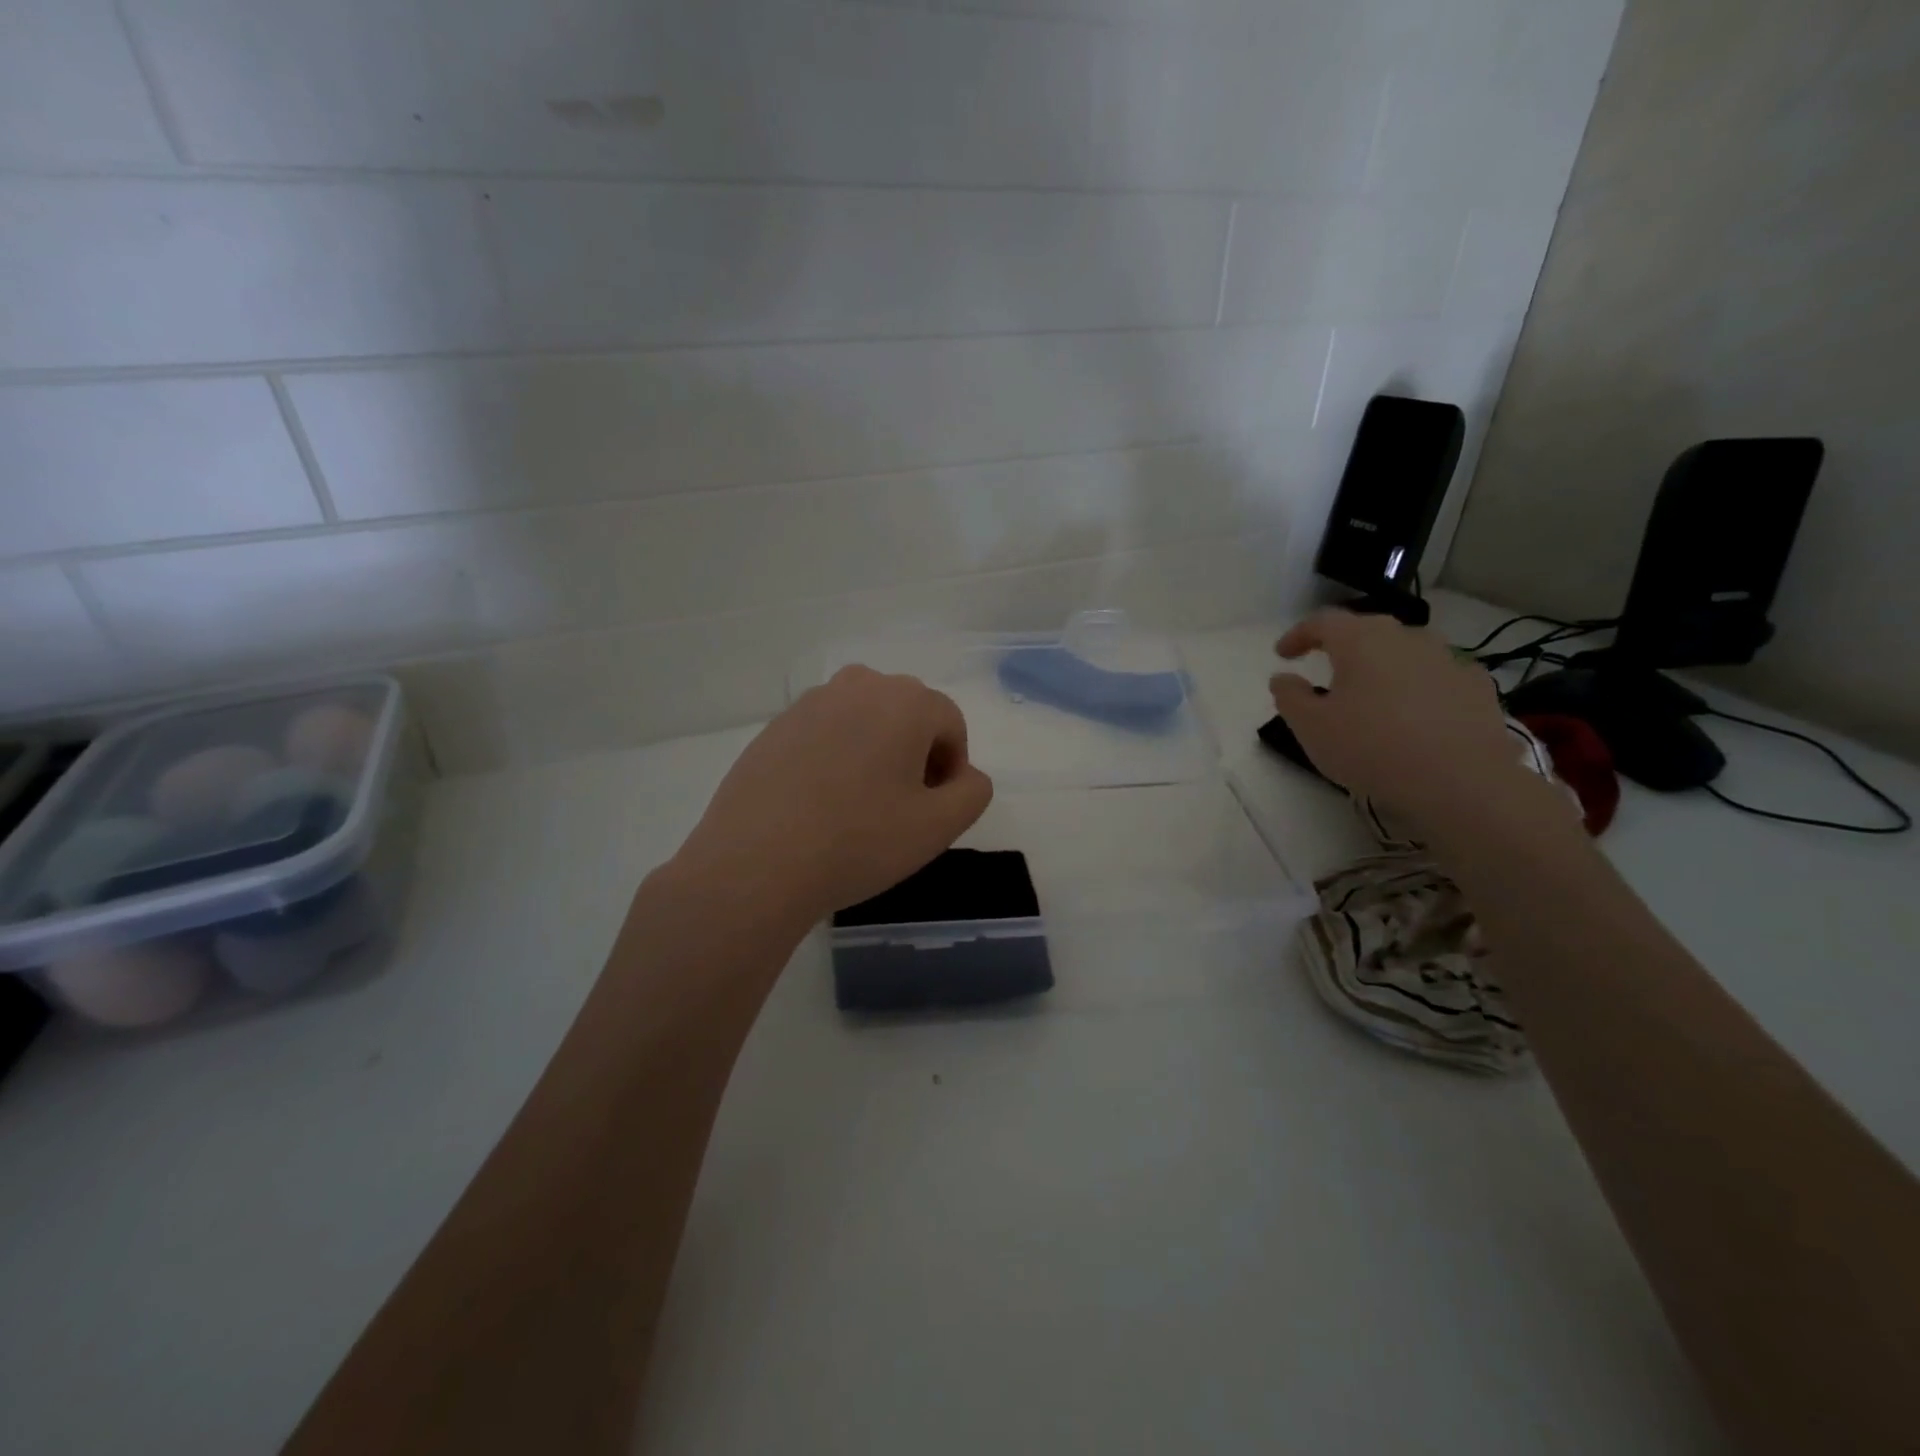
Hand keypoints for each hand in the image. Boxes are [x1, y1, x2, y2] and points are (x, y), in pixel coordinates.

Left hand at [675, 665, 994, 920]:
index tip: (934, 810)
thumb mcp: (939, 827)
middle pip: (908, 715)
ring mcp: (810, 703)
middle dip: (916, 755)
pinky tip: (820, 803)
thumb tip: (964, 775)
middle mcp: (859, 686)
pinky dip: (835, 758)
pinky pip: (825, 734)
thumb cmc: (859, 841)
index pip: (950, 723)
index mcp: (905, 700)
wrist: (756, 863)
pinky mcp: (775, 726)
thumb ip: (973, 792)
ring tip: (860, 806)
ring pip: (864, 721)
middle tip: (901, 809)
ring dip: (876, 753)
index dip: (952, 768)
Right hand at [1268, 609, 1523, 827]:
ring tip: (1374, 691)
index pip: (1323, 621)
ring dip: (1385, 664)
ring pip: (1406, 651)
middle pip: (1368, 630)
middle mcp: (1406, 638)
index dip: (1299, 635)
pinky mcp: (1477, 687)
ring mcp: (1448, 659)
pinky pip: (1438, 676)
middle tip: (1328, 668)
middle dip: (1343, 646)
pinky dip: (1420, 686)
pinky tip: (1417, 712)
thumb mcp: (1311, 727)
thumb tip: (1283, 678)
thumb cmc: (1370, 747)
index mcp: (1361, 640)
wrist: (1459, 781)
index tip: (1283, 655)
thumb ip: (1290, 697)